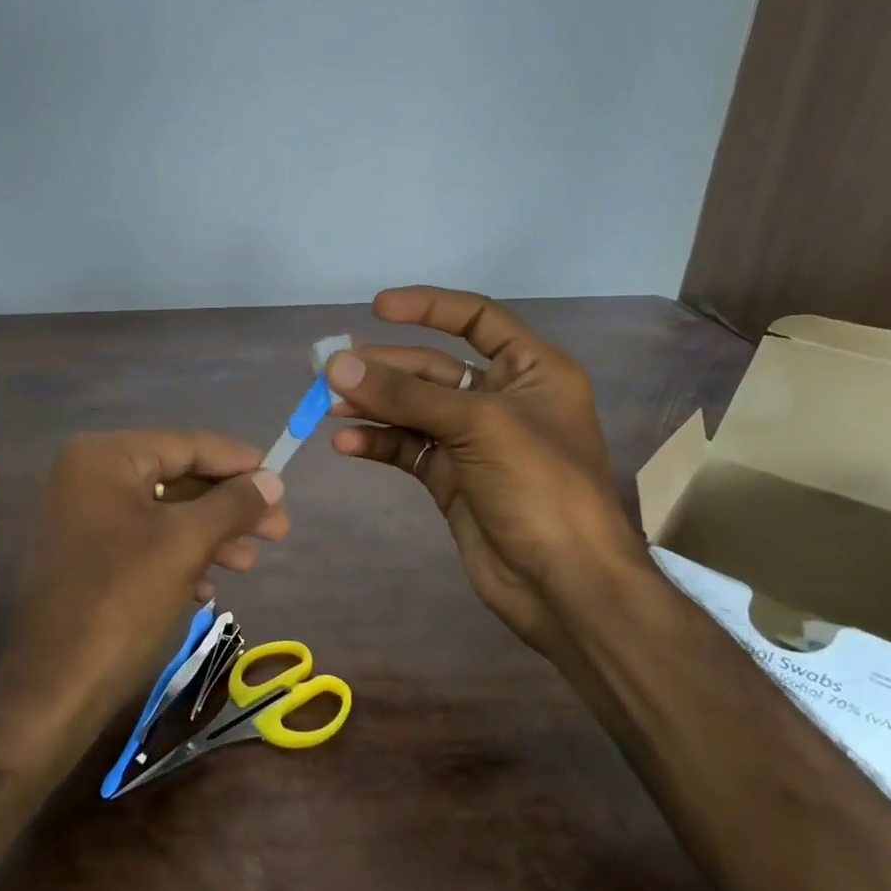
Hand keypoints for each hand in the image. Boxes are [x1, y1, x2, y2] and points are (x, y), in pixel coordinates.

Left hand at [0, 431, 287, 730]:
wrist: (54, 687)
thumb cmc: (123, 600)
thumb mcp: (187, 543)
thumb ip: (233, 504)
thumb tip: (273, 479)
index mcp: (104, 457)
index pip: (186, 445)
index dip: (238, 462)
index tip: (281, 480)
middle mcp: (88, 477)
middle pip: (176, 478)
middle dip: (228, 507)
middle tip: (278, 530)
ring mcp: (82, 517)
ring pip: (163, 514)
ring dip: (210, 535)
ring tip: (249, 562)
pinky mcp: (85, 556)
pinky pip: (143, 542)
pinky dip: (179, 557)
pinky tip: (207, 588)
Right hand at [327, 286, 645, 656]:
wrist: (564, 583)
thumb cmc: (539, 487)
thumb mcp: (477, 426)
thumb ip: (404, 395)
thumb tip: (336, 364)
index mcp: (531, 371)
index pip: (477, 319)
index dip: (429, 307)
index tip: (377, 308)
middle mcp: (501, 398)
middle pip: (432, 368)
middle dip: (383, 368)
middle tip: (330, 370)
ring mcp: (473, 441)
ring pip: (413, 409)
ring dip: (372, 405)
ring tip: (326, 406)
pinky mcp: (450, 478)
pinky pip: (407, 448)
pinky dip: (377, 443)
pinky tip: (347, 444)